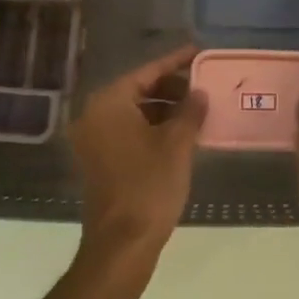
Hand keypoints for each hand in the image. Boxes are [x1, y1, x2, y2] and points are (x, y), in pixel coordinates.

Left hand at [68, 45, 206, 262]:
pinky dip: (153, 128)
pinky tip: (182, 135)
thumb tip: (199, 93)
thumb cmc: (149, 187)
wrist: (121, 245)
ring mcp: (94, 141)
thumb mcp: (177, 144)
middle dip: (172, 88)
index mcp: (109, 104)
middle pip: (139, 90)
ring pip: (135, 112)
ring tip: (198, 111)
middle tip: (204, 86)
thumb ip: (190, 111)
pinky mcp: (100, 162)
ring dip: (165, 110)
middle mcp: (95, 116)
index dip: (175, 61)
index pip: (147, 72)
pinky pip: (129, 132)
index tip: (199, 52)